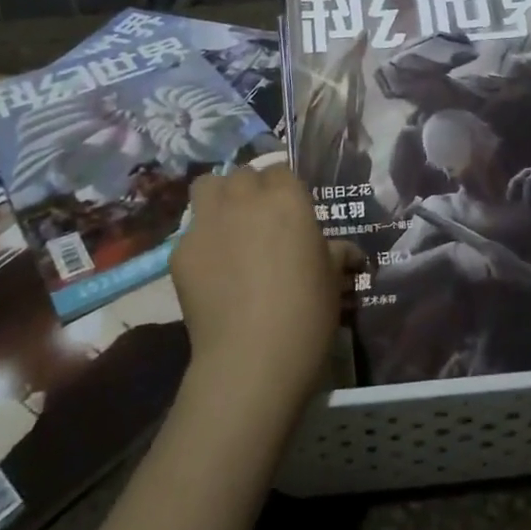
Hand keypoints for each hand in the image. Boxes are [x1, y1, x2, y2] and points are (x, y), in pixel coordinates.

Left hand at [170, 166, 360, 411]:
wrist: (252, 359)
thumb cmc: (306, 314)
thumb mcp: (333, 279)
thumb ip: (337, 253)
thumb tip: (350, 252)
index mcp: (286, 198)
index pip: (280, 170)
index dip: (283, 189)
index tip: (289, 212)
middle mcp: (245, 199)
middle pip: (242, 174)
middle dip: (249, 190)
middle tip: (258, 220)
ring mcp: (207, 222)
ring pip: (207, 186)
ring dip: (217, 198)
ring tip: (226, 227)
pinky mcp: (180, 251)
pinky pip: (189, 233)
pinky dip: (199, 244)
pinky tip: (210, 272)